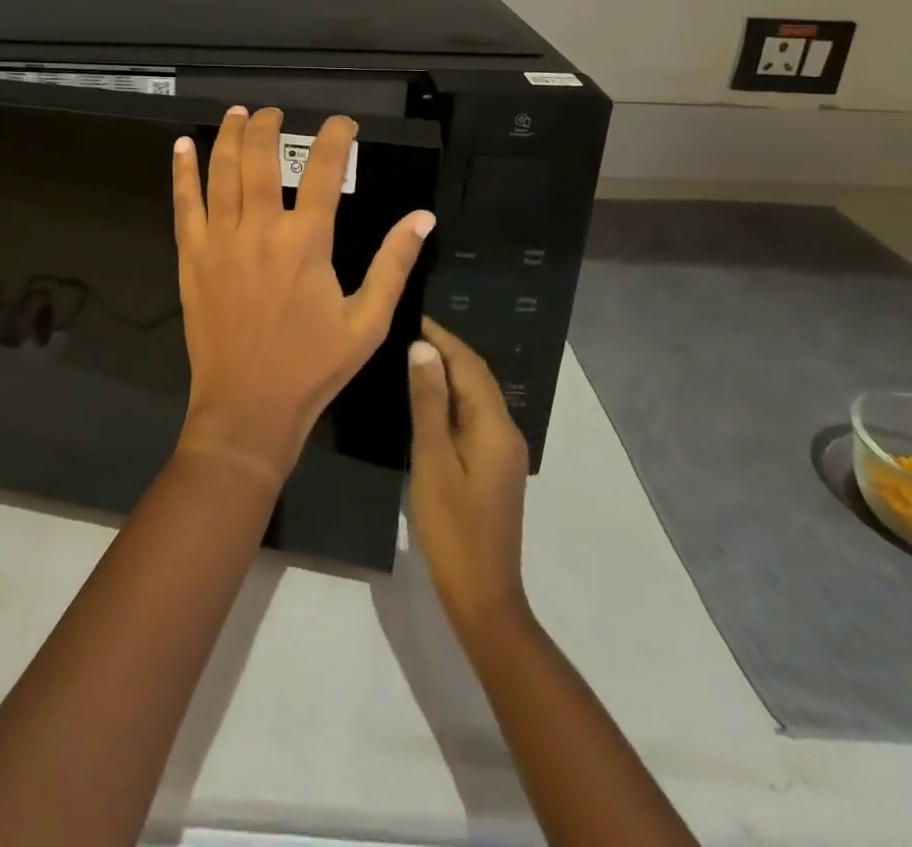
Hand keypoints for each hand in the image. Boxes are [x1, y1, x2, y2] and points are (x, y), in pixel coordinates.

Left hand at [172, 106, 436, 482]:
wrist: (247, 407)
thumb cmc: (313, 366)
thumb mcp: (368, 322)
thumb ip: (393, 264)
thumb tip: (423, 217)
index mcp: (307, 242)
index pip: (323, 171)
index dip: (334, 138)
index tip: (342, 122)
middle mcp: (260, 229)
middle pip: (261, 159)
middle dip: (269, 127)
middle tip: (275, 112)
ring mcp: (220, 241)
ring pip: (221, 173)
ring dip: (229, 137)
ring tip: (236, 113)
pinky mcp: (192, 258)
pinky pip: (184, 205)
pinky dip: (182, 172)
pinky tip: (182, 147)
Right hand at [407, 315, 531, 638]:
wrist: (482, 595)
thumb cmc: (452, 527)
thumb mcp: (433, 460)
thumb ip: (429, 403)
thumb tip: (423, 349)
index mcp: (495, 427)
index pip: (470, 365)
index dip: (442, 338)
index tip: (411, 317)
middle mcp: (506, 432)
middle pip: (477, 378)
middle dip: (446, 350)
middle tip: (405, 332)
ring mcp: (503, 452)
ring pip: (476, 397)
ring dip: (448, 373)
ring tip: (410, 357)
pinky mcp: (493, 467)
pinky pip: (473, 417)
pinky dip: (451, 399)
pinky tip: (425, 400)